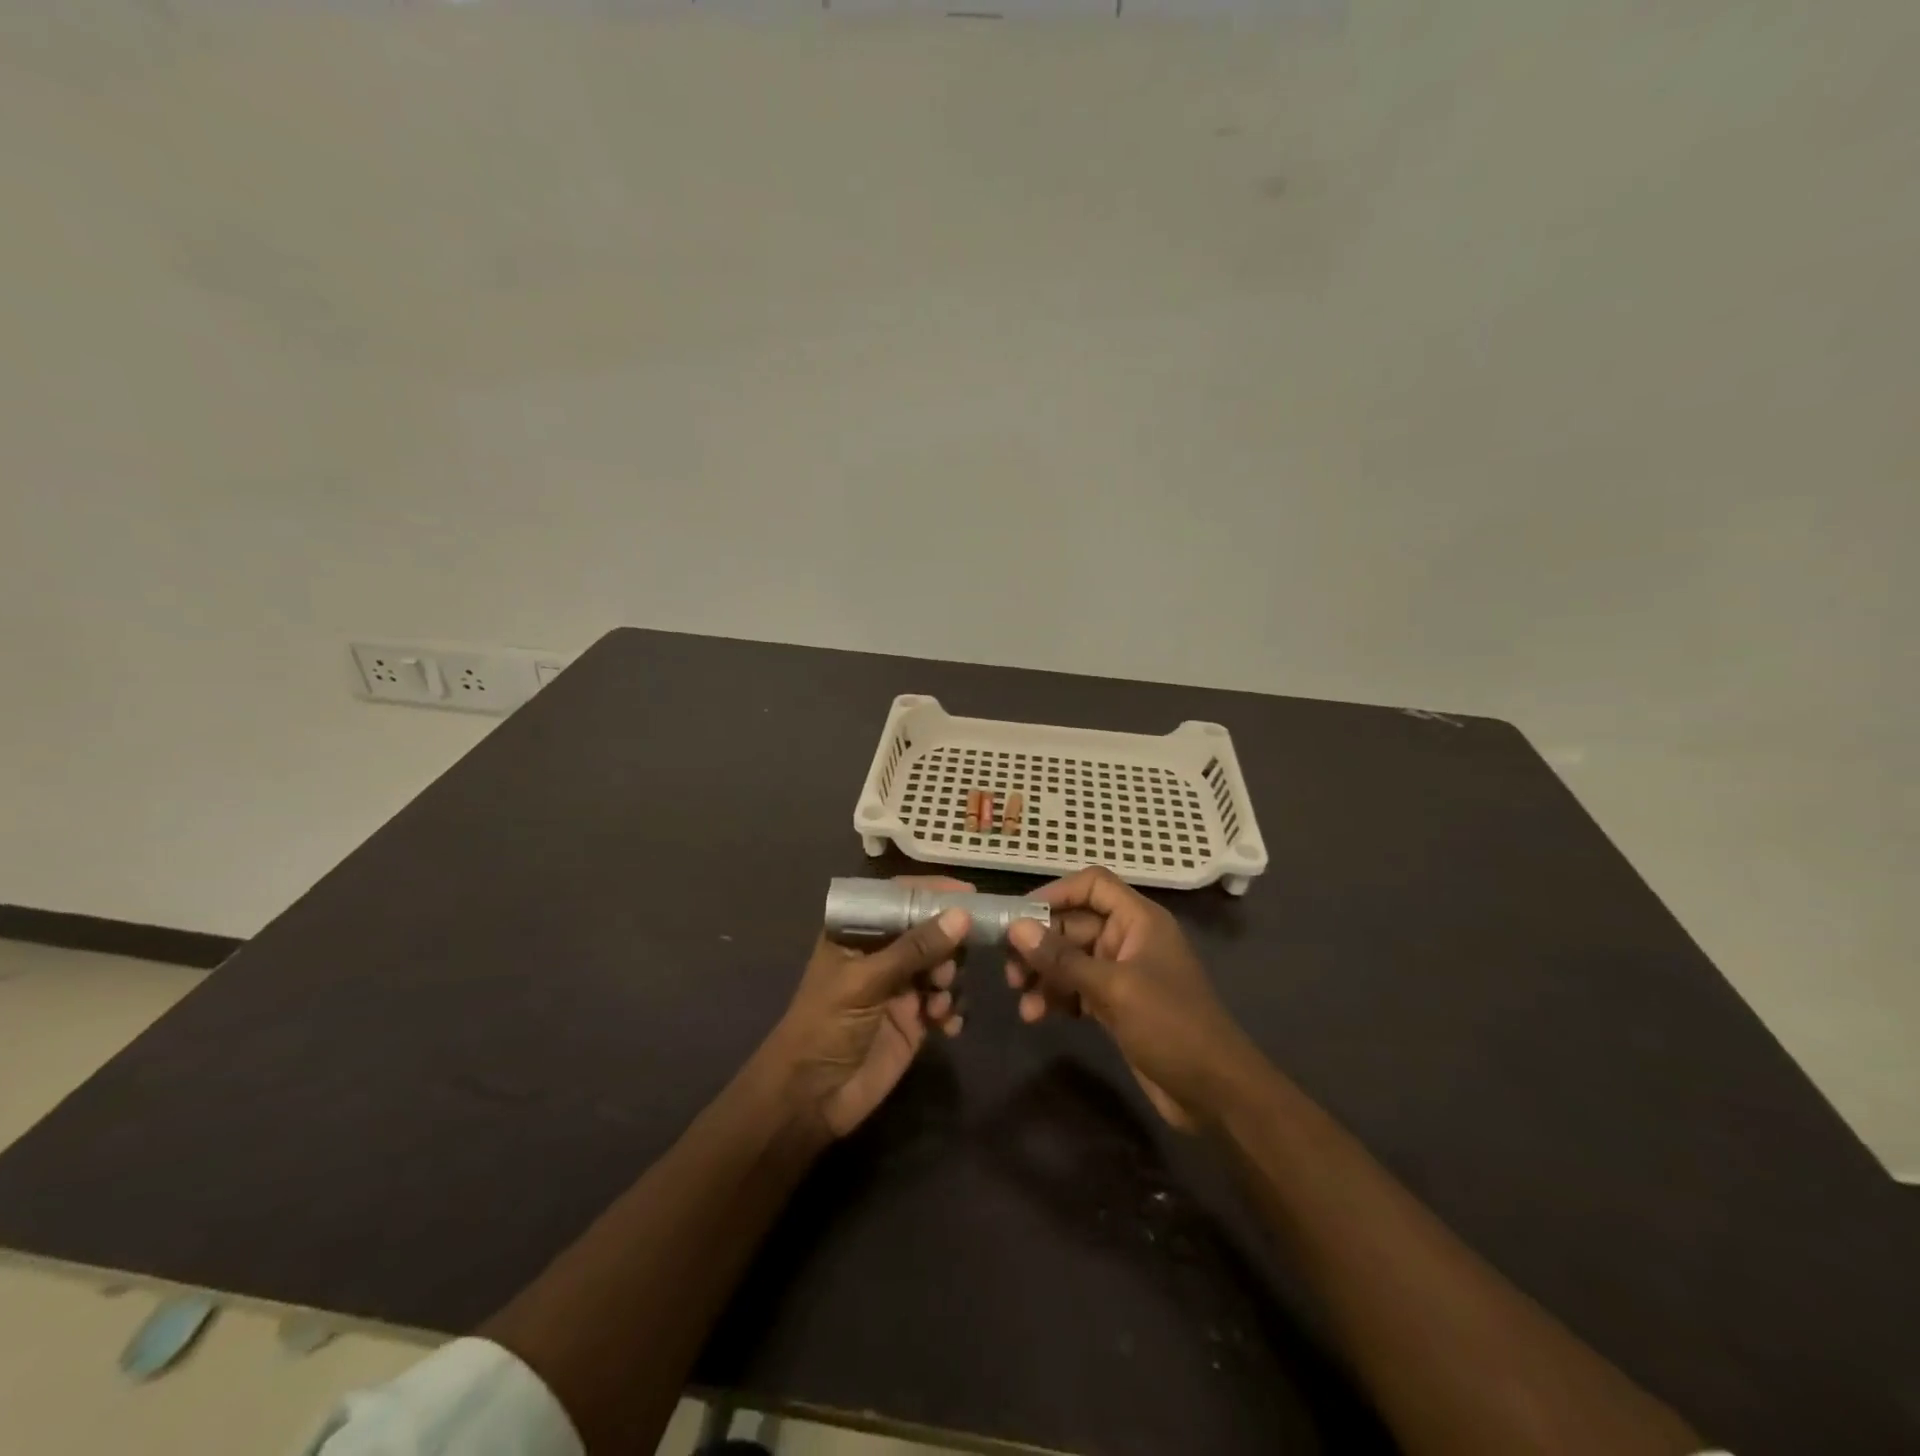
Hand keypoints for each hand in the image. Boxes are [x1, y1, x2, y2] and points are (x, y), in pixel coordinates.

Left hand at [766, 877, 970, 1140]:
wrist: (810, 1099)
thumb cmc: (825, 1026)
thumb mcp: (865, 982)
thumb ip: (913, 949)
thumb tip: (961, 916)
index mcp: (858, 933)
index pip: (898, 897)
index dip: (932, 892)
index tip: (969, 893)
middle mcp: (882, 954)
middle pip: (928, 930)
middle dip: (947, 943)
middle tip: (949, 966)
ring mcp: (901, 987)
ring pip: (943, 966)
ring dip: (950, 979)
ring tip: (939, 1002)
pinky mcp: (915, 1021)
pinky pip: (947, 1003)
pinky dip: (953, 1010)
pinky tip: (947, 1025)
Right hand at [1006, 867, 1257, 1130]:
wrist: (1214, 1092)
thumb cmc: (1170, 1025)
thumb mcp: (1113, 988)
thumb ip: (1063, 958)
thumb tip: (1017, 928)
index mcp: (1139, 920)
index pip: (1093, 885)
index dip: (1056, 893)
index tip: (1019, 915)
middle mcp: (1129, 938)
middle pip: (1074, 924)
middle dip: (1040, 943)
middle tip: (1009, 968)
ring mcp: (1122, 973)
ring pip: (1071, 959)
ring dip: (1044, 974)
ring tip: (1020, 998)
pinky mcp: (1116, 1004)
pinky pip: (1077, 988)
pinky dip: (1057, 997)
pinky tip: (1037, 1015)